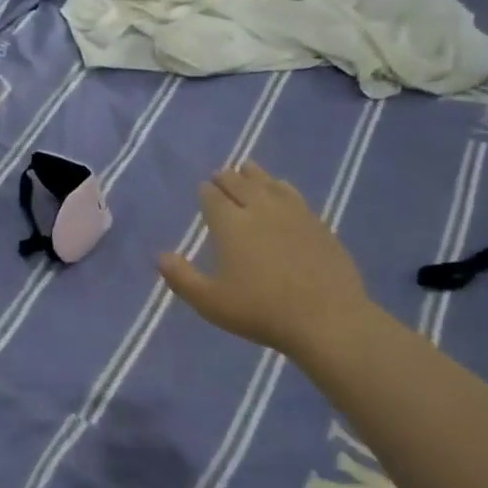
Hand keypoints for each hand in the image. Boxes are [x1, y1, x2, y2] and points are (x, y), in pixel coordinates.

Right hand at [158, 163, 373, 359]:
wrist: (326, 319)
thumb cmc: (260, 311)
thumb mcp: (210, 302)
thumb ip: (182, 278)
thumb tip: (160, 256)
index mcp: (230, 225)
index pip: (213, 198)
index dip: (206, 191)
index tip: (203, 188)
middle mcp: (259, 209)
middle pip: (240, 184)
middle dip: (227, 178)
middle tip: (221, 175)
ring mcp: (292, 213)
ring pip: (268, 183)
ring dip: (254, 174)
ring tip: (247, 169)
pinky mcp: (317, 223)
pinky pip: (294, 194)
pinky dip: (281, 186)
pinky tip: (281, 187)